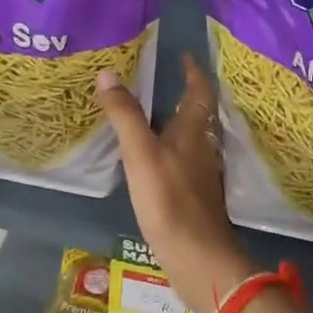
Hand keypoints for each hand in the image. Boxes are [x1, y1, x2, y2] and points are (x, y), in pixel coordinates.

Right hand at [96, 55, 254, 312]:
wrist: (197, 257)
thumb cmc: (170, 201)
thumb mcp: (141, 154)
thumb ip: (125, 115)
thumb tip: (108, 73)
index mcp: (194, 132)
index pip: (199, 92)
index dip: (193, 71)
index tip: (183, 55)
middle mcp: (203, 148)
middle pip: (199, 115)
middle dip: (185, 95)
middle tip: (163, 80)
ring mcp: (202, 174)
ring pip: (193, 139)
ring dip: (179, 122)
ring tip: (155, 113)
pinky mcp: (195, 197)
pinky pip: (185, 161)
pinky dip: (172, 149)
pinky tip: (156, 158)